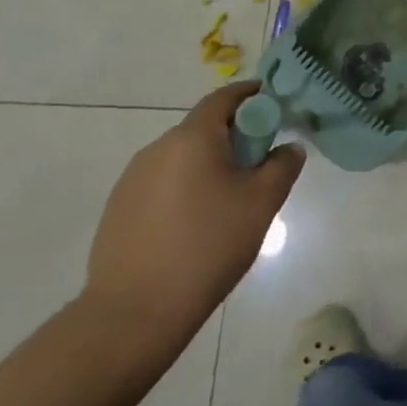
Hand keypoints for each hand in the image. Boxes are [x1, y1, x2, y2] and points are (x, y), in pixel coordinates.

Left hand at [82, 83, 304, 357]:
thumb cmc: (208, 245)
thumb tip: (288, 148)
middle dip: (234, 136)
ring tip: (230, 200)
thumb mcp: (262, 203)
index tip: (273, 104)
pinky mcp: (119, 209)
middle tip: (260, 164)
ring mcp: (132, 180)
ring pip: (182, 158)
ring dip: (209, 164)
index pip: (223, 98)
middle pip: (203, 128)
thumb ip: (282, 166)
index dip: (251, 95)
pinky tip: (196, 224)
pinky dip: (186, 188)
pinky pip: (162, 184)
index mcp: (192, 138)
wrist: (135, 311)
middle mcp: (157, 149)